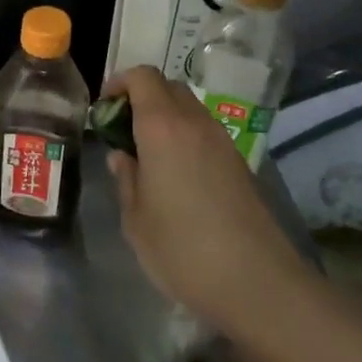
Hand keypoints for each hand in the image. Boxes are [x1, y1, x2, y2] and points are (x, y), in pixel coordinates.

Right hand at [105, 66, 303, 326]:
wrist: (257, 284)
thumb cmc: (183, 250)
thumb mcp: (135, 219)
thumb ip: (126, 178)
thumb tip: (123, 156)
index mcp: (163, 128)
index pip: (142, 77)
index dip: (119, 84)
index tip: (104, 110)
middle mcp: (195, 124)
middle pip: (168, 87)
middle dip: (141, 98)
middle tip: (122, 132)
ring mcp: (222, 142)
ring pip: (189, 109)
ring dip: (164, 118)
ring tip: (146, 156)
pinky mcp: (239, 164)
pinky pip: (204, 133)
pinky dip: (184, 137)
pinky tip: (175, 176)